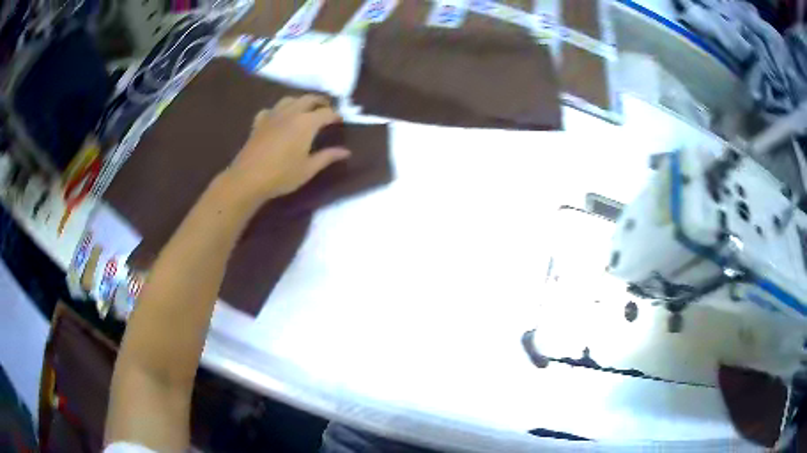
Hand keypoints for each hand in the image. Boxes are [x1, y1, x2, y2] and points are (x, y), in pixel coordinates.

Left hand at [223, 95, 350, 204]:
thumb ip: (327, 157)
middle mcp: (291, 113)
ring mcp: (273, 115)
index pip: (326, 112)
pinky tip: (278, 119)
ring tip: (304, 110)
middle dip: (320, 102)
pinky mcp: (259, 122)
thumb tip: (346, 152)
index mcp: (306, 123)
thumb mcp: (308, 169)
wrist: (248, 178)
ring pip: (289, 99)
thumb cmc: (282, 175)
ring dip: (300, 101)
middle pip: (309, 99)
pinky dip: (278, 110)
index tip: (340, 121)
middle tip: (326, 109)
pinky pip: (271, 109)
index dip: (336, 115)